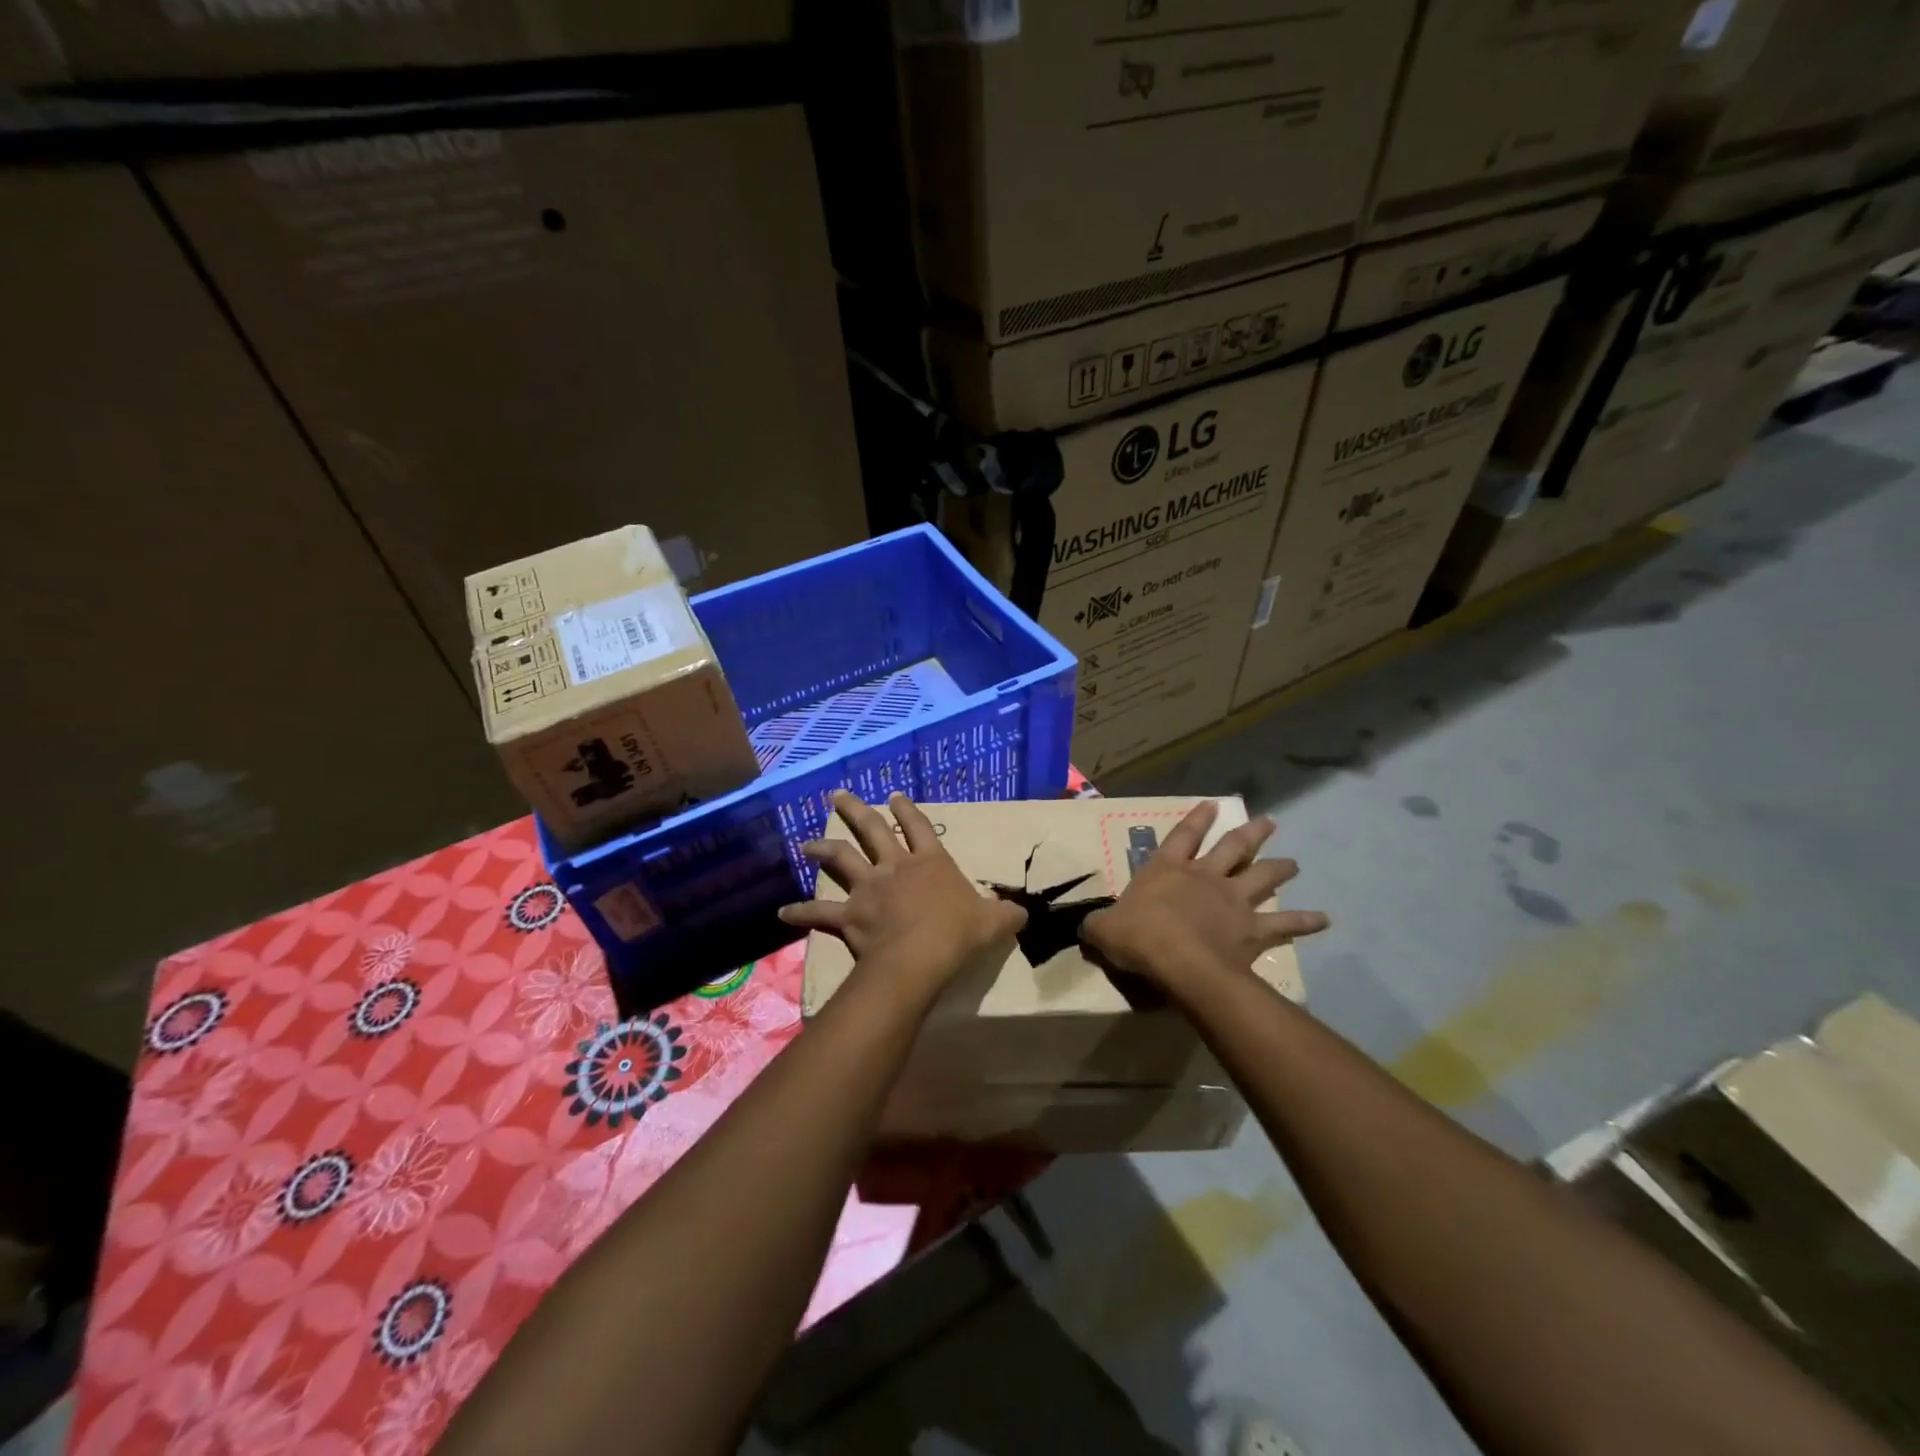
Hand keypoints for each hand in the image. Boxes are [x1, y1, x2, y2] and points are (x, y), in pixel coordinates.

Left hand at [779, 791, 1025, 993]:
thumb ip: (1007, 914)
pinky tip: (783, 911)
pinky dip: (800, 911)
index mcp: (930, 862)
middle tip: (837, 795)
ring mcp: (869, 889)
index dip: (906, 810)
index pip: (918, 827)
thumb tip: (1023, 913)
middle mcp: (895, 867)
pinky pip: (819, 913)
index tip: (893, 795)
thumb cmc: (958, 934)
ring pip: (841, 860)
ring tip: (807, 844)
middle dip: (855, 810)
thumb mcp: (994, 922)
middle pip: (872, 830)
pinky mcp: (849, 916)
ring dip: (823, 849)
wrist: (922, 957)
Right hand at [1080, 801, 1328, 991]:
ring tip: (1294, 862)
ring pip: (1261, 878)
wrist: (1178, 961)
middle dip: (1251, 834)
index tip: (1212, 804)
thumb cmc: (1138, 937)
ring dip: (1279, 868)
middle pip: (1233, 848)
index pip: (1182, 836)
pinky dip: (1305, 921)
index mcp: (1167, 870)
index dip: (1196, 819)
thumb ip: (1097, 925)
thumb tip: (1083, 926)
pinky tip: (1324, 918)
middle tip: (1270, 822)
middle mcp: (1204, 878)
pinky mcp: (1252, 929)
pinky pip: (1284, 924)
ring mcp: (1233, 901)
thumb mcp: (1104, 930)